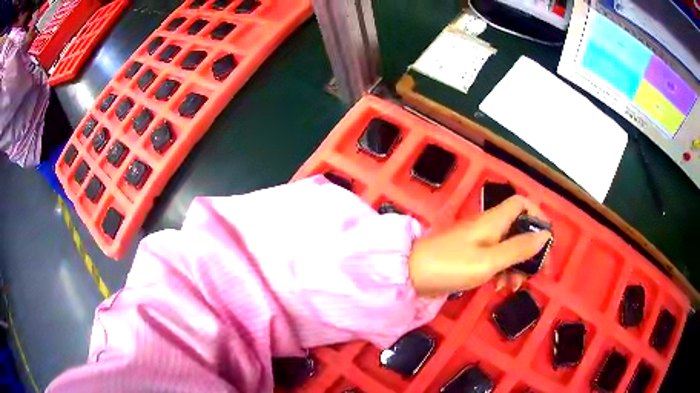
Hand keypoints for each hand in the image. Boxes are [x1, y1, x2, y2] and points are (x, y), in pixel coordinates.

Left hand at [408, 196, 551, 297]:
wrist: (411, 275)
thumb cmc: (452, 265)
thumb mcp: (490, 260)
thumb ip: (518, 248)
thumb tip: (545, 235)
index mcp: (494, 220)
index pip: (522, 204)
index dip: (537, 216)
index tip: (546, 240)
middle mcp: (488, 227)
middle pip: (519, 230)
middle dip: (530, 251)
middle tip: (536, 273)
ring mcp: (478, 242)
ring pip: (507, 249)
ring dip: (516, 266)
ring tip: (513, 287)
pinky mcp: (470, 257)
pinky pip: (493, 261)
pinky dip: (500, 273)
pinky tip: (498, 289)